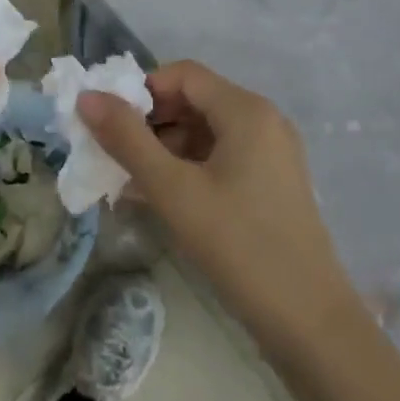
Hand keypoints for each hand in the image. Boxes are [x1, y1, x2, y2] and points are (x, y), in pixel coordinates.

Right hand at [79, 61, 362, 349]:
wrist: (312, 326)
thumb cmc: (240, 247)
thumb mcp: (175, 191)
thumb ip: (128, 140)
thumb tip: (87, 97)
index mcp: (246, 109)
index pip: (182, 74)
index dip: (142, 91)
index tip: (109, 123)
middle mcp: (263, 119)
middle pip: (195, 100)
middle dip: (151, 121)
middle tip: (114, 154)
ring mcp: (272, 153)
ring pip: (207, 131)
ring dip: (166, 148)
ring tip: (130, 181)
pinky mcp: (273, 183)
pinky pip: (222, 158)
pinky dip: (189, 168)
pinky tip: (162, 198)